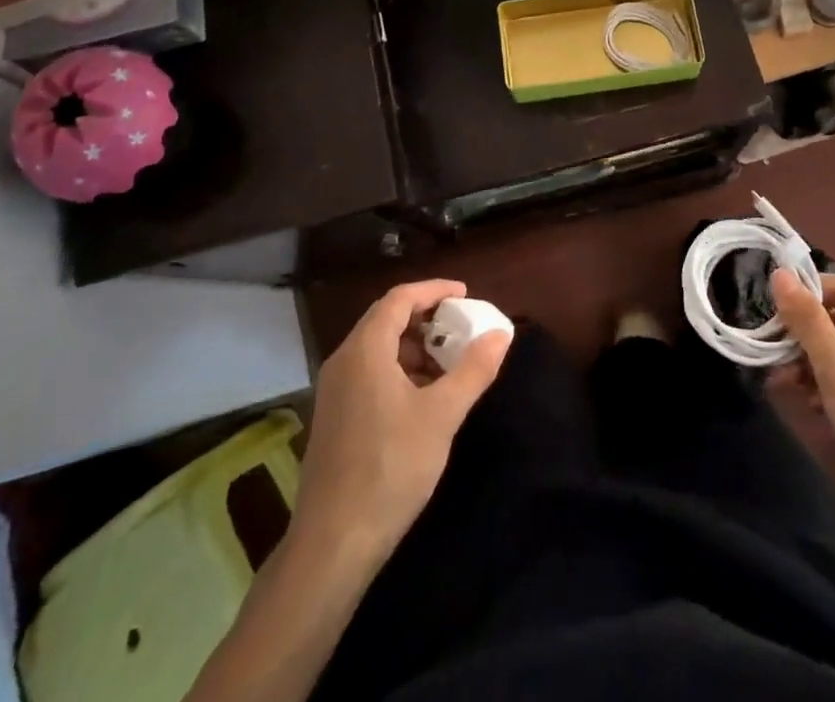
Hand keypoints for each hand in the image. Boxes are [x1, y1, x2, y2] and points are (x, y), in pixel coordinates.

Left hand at [295, 280, 510, 564]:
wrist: (333, 543)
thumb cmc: (390, 468)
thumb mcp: (442, 416)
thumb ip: (473, 370)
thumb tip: (501, 334)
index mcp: (365, 349)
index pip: (399, 298)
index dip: (433, 290)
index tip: (465, 295)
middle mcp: (344, 361)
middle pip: (386, 320)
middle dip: (426, 319)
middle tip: (460, 328)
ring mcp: (334, 391)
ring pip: (377, 349)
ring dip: (413, 348)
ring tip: (448, 365)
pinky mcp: (335, 418)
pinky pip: (369, 373)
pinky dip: (399, 371)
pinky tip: (423, 398)